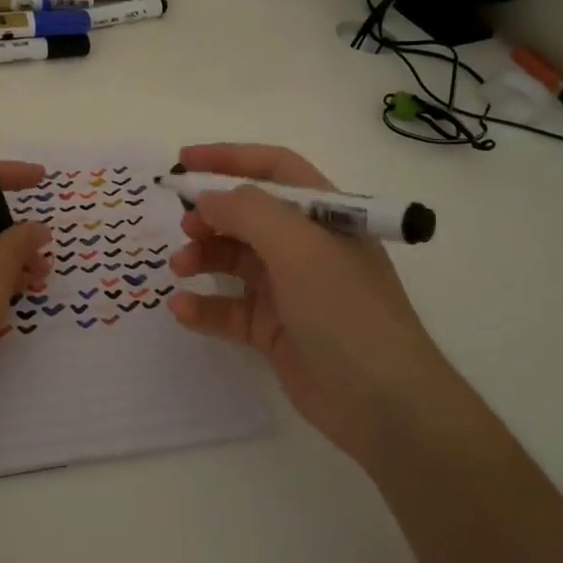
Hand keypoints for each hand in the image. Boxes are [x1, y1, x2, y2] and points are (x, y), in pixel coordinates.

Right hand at [167, 144, 442, 465]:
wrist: (382, 404)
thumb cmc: (345, 311)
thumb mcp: (299, 248)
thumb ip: (248, 212)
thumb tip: (207, 198)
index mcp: (323, 215)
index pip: (274, 169)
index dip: (230, 158)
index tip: (183, 162)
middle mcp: (305, 246)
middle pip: (248, 216)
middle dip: (211, 215)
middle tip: (184, 226)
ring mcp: (288, 289)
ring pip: (233, 261)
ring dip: (203, 258)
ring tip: (180, 267)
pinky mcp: (272, 330)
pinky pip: (229, 308)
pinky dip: (204, 306)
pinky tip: (182, 309)